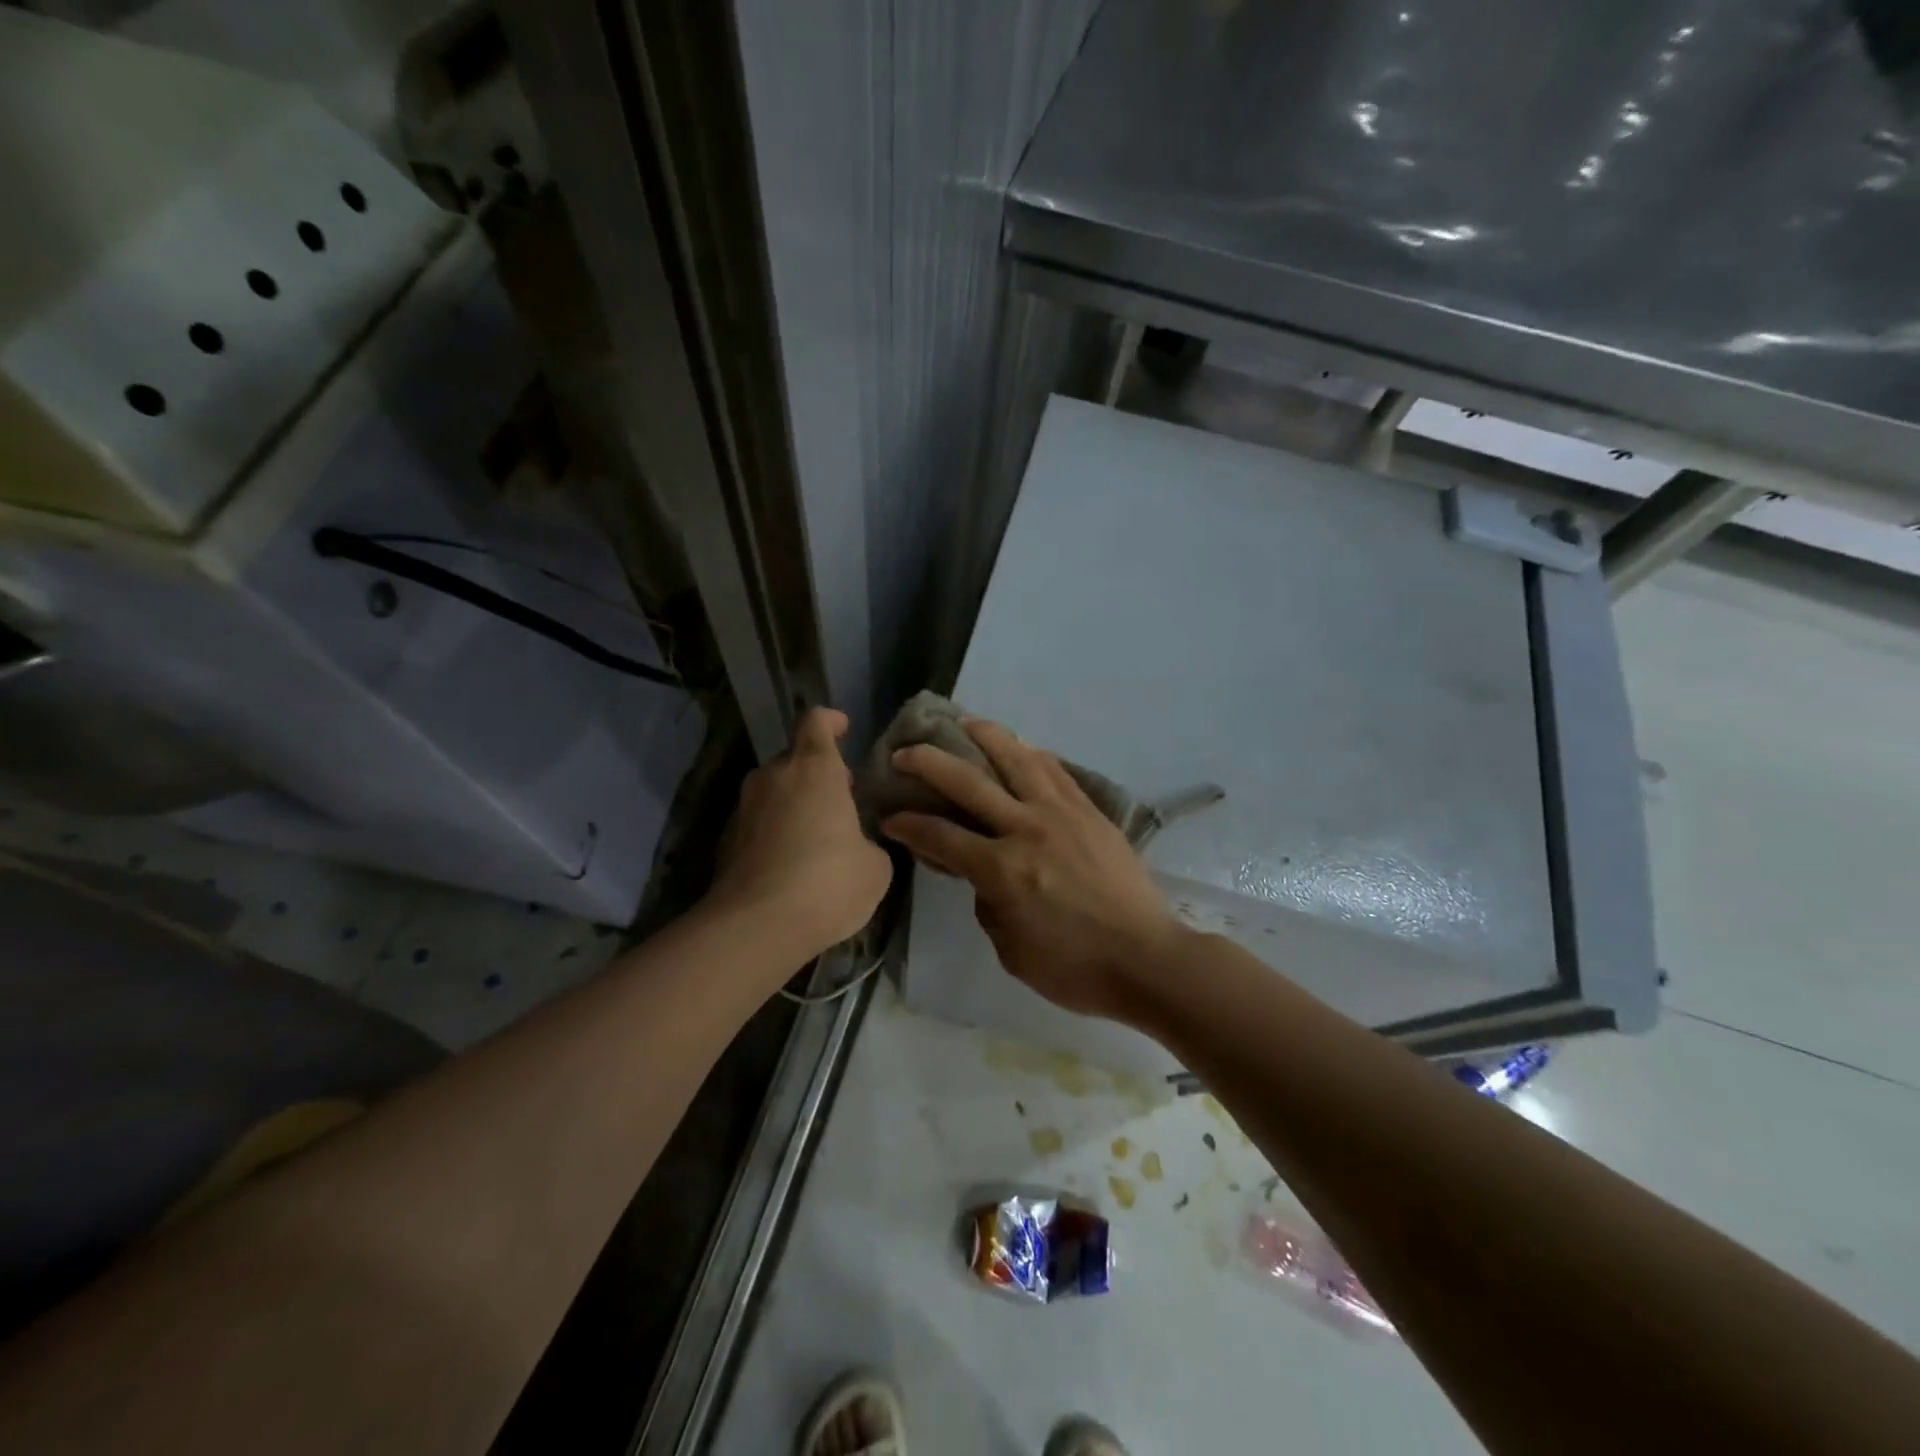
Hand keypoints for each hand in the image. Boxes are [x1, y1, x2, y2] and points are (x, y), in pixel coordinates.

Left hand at [709, 707, 892, 959]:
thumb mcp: (875, 867)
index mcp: (814, 770)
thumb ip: (869, 843)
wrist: (755, 928)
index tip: (843, 729)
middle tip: (841, 802)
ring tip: (818, 838)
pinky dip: (776, 833)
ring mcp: (744, 809)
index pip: (816, 722)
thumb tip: (858, 846)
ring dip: (795, 804)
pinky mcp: (726, 841)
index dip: (831, 721)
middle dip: (818, 774)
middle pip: (795, 759)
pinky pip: (759, 824)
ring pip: (775, 792)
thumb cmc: (827, 883)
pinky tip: (792, 866)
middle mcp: (774, 778)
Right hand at [882, 719, 1183, 1023]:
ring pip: (1017, 759)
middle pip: (968, 781)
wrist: (1146, 959)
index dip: (907, 824)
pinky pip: (1056, 771)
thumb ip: (988, 904)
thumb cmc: (1074, 968)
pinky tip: (1020, 748)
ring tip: (964, 723)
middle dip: (928, 762)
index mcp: (1002, 869)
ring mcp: (1062, 814)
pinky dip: (1031, 754)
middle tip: (905, 753)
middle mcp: (1027, 829)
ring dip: (985, 735)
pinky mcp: (1091, 811)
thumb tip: (983, 876)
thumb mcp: (1011, 950)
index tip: (889, 816)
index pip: (940, 835)